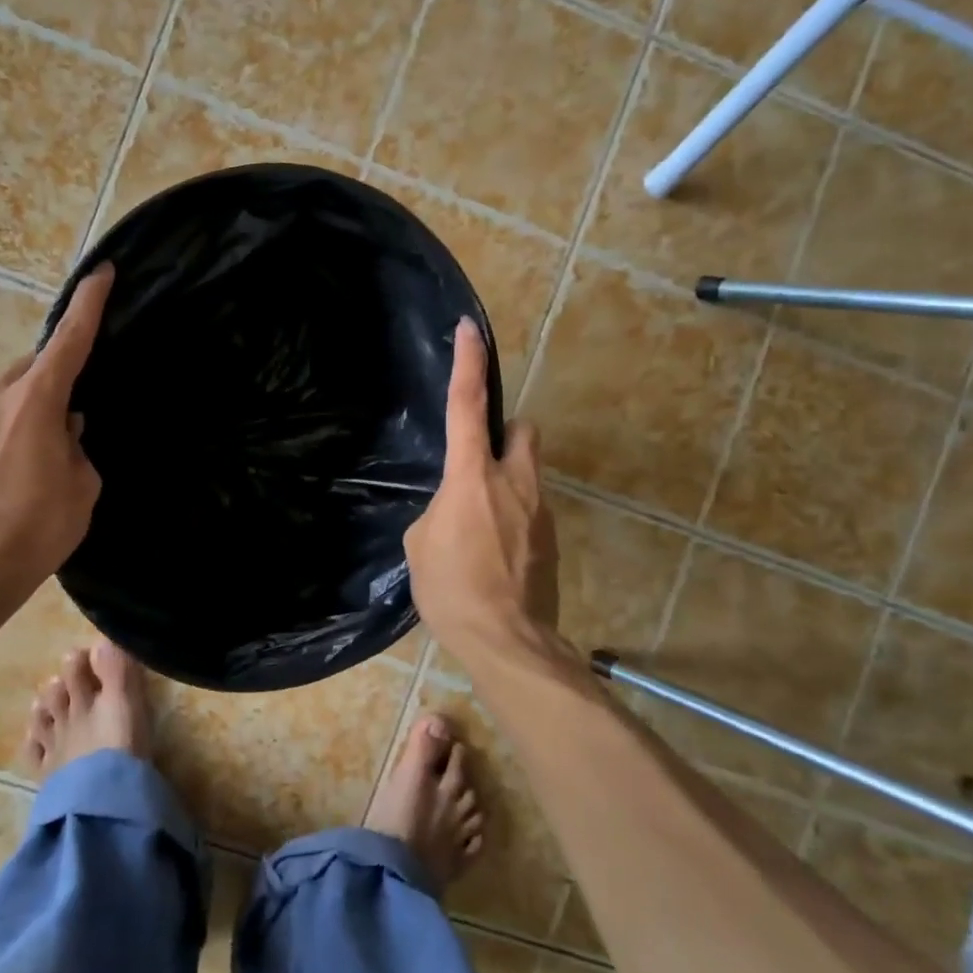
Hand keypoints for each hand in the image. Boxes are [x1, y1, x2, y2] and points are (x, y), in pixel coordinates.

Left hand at [0, 265, 112, 588]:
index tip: (101, 273)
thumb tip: (65, 429)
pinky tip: (3, 475)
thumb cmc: (38, 527)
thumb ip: (76, 445)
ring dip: (24, 414)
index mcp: (36, 401)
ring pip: (5, 398)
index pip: (69, 341)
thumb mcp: (81, 485)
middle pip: (32, 371)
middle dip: (52, 386)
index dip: (88, 305)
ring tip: (31, 463)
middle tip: (67, 427)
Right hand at [404, 319, 564, 662]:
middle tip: (478, 462)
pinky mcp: (552, 540)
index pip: (468, 405)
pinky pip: (530, 511)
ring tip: (479, 527)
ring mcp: (540, 511)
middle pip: (523, 430)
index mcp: (472, 476)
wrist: (508, 642)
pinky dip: (513, 518)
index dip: (468, 363)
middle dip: (505, 434)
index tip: (470, 330)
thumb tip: (453, 510)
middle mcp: (514, 482)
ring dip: (506, 483)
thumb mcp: (420, 544)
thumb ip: (438, 511)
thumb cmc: (452, 589)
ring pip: (528, 473)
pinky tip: (494, 555)